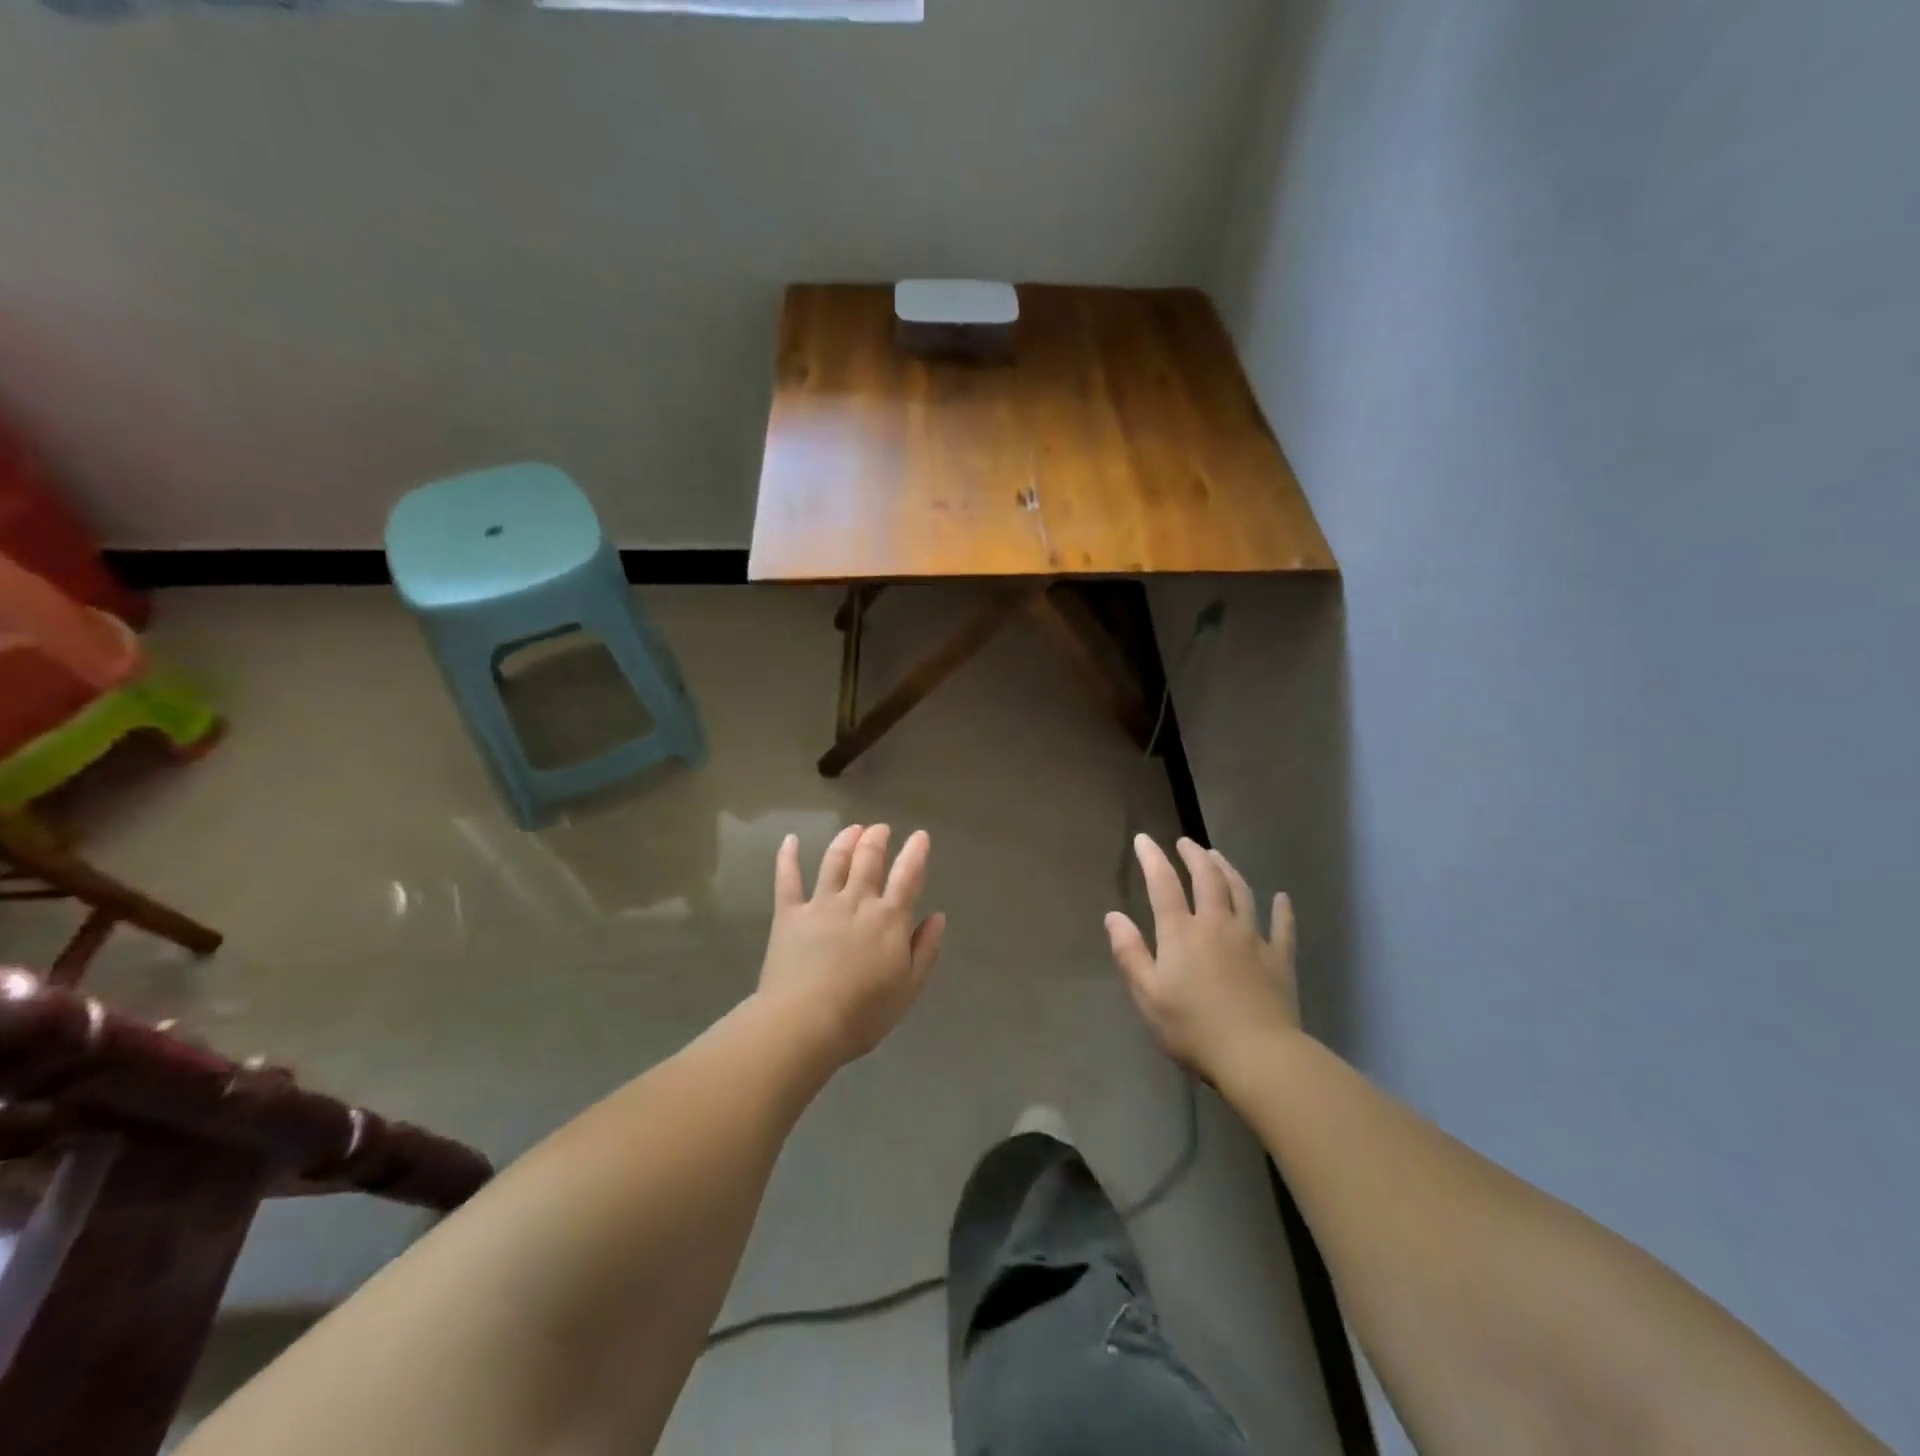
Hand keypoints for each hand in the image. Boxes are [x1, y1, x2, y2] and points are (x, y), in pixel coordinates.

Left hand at [756, 824, 945, 1066]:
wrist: (804, 1023)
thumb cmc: (863, 1014)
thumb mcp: (909, 988)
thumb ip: (925, 949)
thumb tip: (938, 916)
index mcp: (889, 919)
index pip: (907, 876)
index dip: (915, 853)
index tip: (920, 836)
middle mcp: (857, 902)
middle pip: (868, 860)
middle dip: (877, 839)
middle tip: (881, 829)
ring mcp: (820, 904)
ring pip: (834, 861)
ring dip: (845, 841)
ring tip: (853, 829)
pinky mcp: (789, 914)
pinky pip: (787, 879)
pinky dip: (788, 857)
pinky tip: (790, 840)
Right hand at [1105, 836, 1298, 1079]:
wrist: (1257, 1055)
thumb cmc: (1193, 1028)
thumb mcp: (1148, 995)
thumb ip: (1129, 953)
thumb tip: (1113, 916)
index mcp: (1181, 933)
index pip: (1163, 884)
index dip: (1152, 858)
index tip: (1143, 839)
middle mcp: (1217, 924)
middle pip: (1207, 879)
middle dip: (1194, 856)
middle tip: (1186, 842)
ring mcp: (1252, 938)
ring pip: (1241, 893)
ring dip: (1228, 870)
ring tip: (1218, 857)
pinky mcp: (1279, 959)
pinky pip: (1282, 927)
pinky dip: (1282, 910)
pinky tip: (1282, 898)